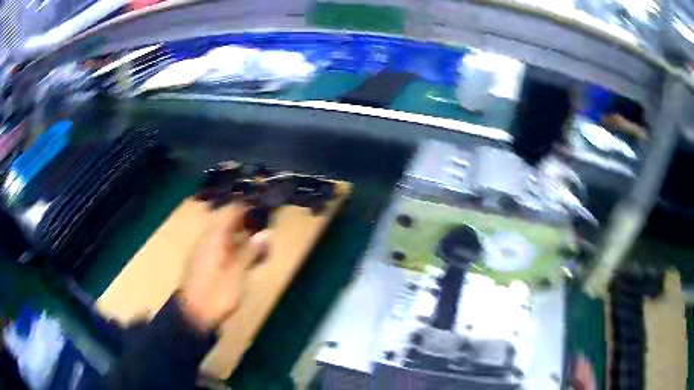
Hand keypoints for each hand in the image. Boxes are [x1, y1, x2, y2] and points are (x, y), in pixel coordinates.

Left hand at [179, 205, 268, 331]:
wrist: (193, 316)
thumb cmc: (216, 294)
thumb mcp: (237, 273)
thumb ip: (250, 252)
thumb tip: (264, 234)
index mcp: (214, 237)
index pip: (231, 212)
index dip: (249, 210)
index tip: (267, 214)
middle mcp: (209, 240)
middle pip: (230, 225)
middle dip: (249, 228)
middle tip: (268, 236)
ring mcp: (206, 253)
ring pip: (228, 239)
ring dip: (245, 242)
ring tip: (262, 252)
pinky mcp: (206, 265)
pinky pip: (224, 250)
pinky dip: (237, 253)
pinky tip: (249, 263)